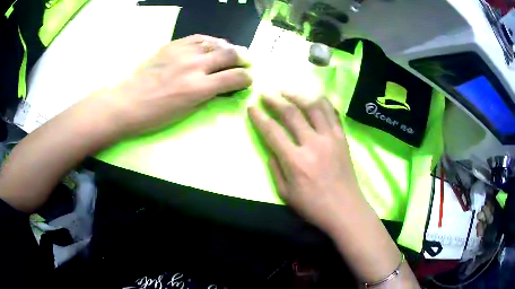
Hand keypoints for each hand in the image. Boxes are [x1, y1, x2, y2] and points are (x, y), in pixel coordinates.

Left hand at [90, 34, 251, 137]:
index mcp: (199, 88)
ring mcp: (183, 52)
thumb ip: (207, 96)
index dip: (247, 78)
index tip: (247, 79)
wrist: (127, 102)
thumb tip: (221, 87)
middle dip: (242, 59)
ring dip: (227, 48)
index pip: (235, 77)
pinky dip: (209, 41)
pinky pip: (198, 37)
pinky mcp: (172, 45)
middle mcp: (195, 65)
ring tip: (229, 52)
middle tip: (244, 63)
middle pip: (230, 54)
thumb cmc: (155, 115)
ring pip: (216, 42)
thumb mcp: (186, 112)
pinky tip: (211, 45)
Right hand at [248, 93, 362, 232]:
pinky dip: (322, 102)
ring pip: (314, 106)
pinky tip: (314, 98)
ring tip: (287, 91)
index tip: (251, 107)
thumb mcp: (286, 194)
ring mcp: (331, 138)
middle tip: (266, 93)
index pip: (272, 131)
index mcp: (296, 161)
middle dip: (275, 100)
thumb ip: (275, 169)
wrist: (345, 210)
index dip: (259, 117)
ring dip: (298, 95)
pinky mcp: (342, 138)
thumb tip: (272, 149)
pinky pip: (333, 113)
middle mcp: (313, 144)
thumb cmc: (313, 206)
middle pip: (292, 113)